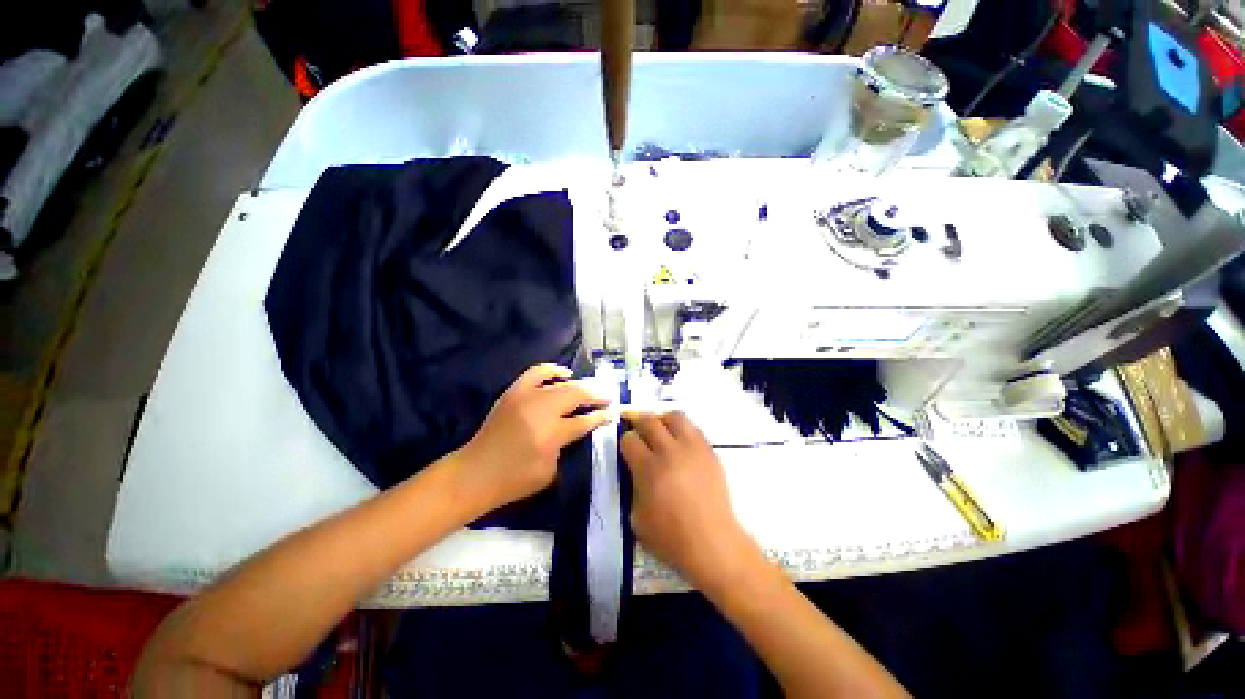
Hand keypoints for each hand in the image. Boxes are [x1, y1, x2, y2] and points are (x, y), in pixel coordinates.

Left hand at [458, 364, 610, 511]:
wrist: (474, 473)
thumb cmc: (514, 480)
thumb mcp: (550, 471)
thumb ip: (566, 446)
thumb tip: (577, 427)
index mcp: (551, 435)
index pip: (584, 421)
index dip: (600, 416)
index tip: (612, 413)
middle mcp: (540, 411)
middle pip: (576, 395)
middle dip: (596, 396)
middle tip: (608, 397)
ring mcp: (525, 397)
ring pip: (561, 384)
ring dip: (580, 385)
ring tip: (591, 388)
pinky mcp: (513, 392)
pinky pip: (536, 372)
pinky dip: (553, 370)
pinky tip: (564, 374)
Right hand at [620, 410, 759, 591]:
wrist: (712, 543)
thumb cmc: (671, 538)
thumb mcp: (637, 518)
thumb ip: (633, 487)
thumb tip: (636, 470)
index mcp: (648, 468)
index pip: (629, 439)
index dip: (625, 442)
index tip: (627, 449)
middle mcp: (669, 451)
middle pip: (649, 420)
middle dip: (638, 422)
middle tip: (638, 431)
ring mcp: (692, 448)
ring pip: (674, 416)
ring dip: (662, 420)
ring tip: (661, 431)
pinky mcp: (709, 451)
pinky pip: (693, 428)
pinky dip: (683, 430)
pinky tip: (681, 444)